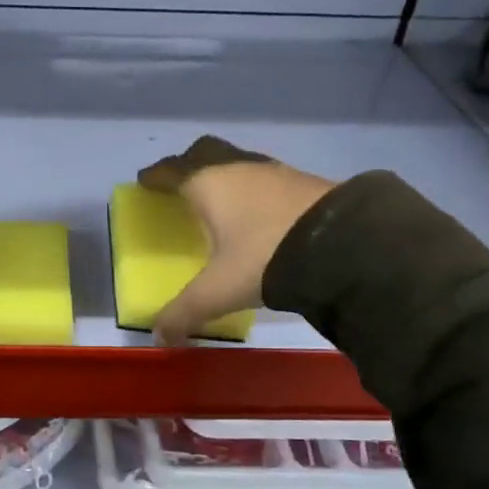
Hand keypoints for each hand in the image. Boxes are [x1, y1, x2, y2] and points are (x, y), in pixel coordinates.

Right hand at [137, 135, 334, 345]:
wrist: (342, 245)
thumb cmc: (263, 257)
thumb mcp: (218, 291)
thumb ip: (185, 312)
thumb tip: (160, 337)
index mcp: (208, 184)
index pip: (172, 171)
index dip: (155, 176)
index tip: (145, 180)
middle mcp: (238, 168)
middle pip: (204, 152)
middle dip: (188, 164)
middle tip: (180, 183)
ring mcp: (274, 171)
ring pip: (238, 162)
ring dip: (224, 174)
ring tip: (220, 199)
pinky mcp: (304, 182)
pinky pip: (265, 177)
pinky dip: (253, 188)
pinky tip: (259, 211)